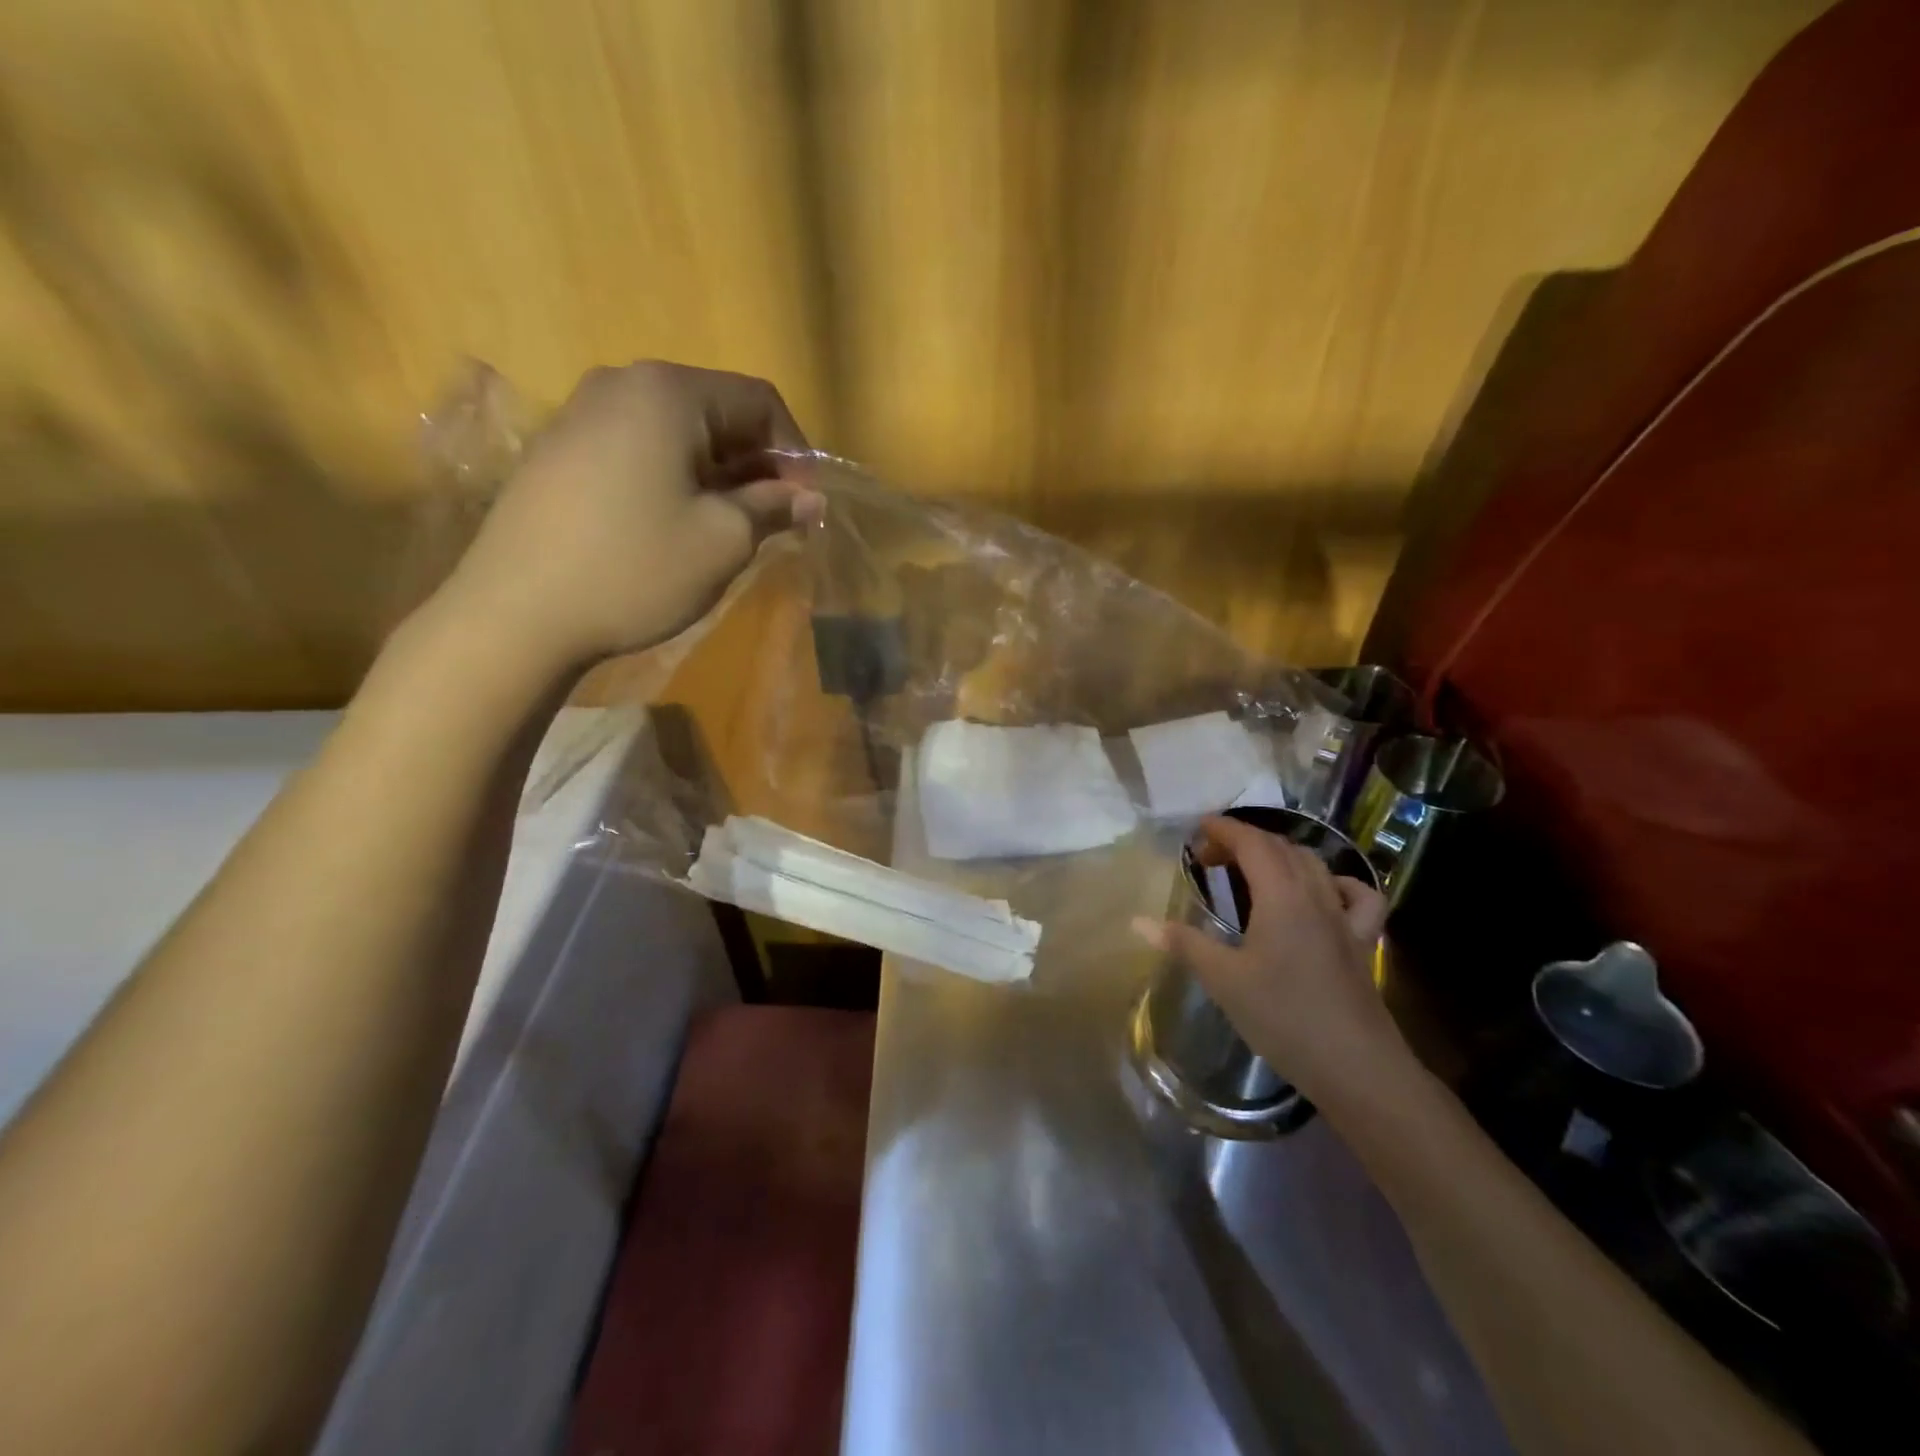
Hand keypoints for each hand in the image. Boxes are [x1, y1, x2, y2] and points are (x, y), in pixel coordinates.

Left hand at [434, 361, 819, 674]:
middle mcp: (622, 385)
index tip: (806, 505)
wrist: (517, 612)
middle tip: (773, 521)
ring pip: (677, 434)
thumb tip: (809, 498)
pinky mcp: (560, 453)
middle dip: (757, 465)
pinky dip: (674, 480)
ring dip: (717, 476)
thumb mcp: (723, 540)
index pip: (759, 400)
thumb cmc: (636, 567)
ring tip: (729, 529)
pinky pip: (638, 451)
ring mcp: (582, 416)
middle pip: (716, 412)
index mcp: (668, 393)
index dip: (795, 452)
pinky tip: (674, 527)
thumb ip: (773, 508)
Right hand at [1138, 816, 1401, 1103]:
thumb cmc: (1283, 1016)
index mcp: (1280, 896)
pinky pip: (1357, 896)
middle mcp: (1315, 895)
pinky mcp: (1363, 943)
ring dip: (1281, 855)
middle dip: (1244, 841)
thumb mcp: (1223, 979)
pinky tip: (1325, 895)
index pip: (1252, 842)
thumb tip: (1137, 921)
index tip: (1198, 828)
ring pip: (1315, 865)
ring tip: (1254, 870)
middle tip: (1211, 857)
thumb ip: (1183, 943)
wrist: (1356, 1067)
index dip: (1224, 829)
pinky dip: (1337, 883)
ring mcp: (1345, 918)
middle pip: (1281, 848)